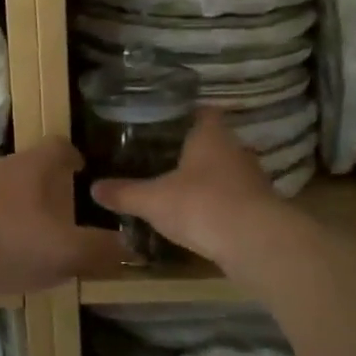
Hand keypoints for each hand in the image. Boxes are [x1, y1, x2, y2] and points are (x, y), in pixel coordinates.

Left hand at [0, 138, 132, 292]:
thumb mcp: (62, 253)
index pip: (57, 148)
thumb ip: (98, 252)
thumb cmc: (2, 241)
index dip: (71, 155)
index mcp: (29, 169)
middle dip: (37, 187)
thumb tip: (130, 248)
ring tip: (10, 237)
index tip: (79, 166)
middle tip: (49, 214)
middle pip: (21, 167)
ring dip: (2, 206)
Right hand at [91, 109, 281, 263]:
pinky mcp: (262, 208)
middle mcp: (236, 151)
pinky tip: (203, 216)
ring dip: (211, 178)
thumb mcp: (152, 200)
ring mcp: (253, 180)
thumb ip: (124, 193)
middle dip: (196, 149)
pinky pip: (236, 198)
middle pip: (217, 142)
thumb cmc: (200, 204)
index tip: (168, 121)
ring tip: (183, 187)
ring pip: (228, 171)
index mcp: (211, 136)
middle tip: (167, 156)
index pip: (204, 112)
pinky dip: (221, 204)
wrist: (254, 242)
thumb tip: (93, 188)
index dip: (188, 114)